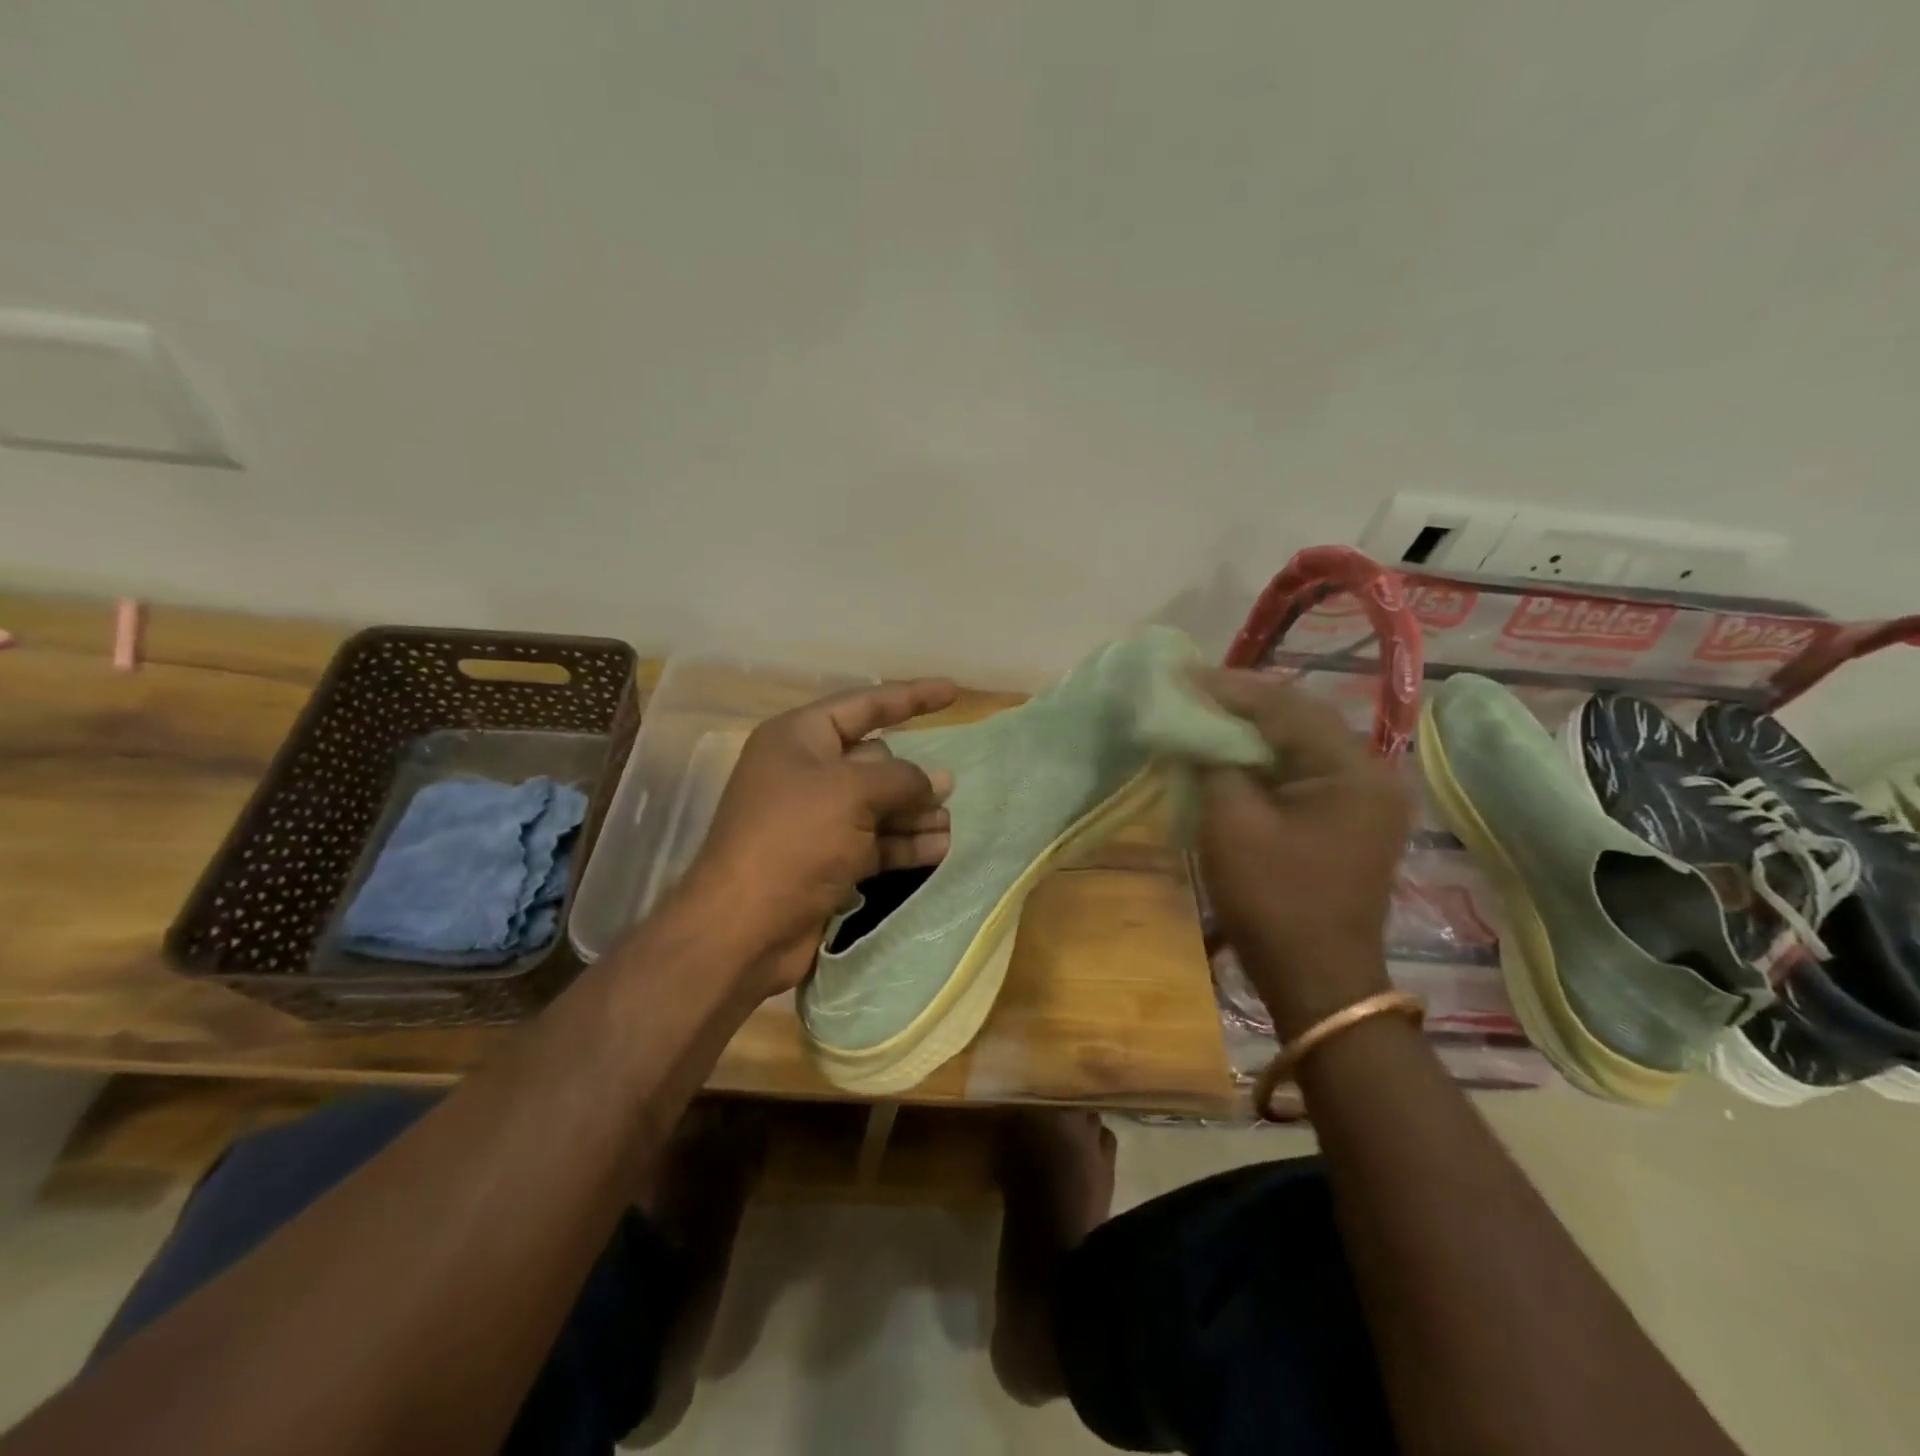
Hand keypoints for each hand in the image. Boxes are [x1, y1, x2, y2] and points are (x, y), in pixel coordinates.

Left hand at [678, 678, 958, 995]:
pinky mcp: (827, 860)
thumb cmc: (794, 839)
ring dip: (915, 813)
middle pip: (875, 760)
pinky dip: (905, 844)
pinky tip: (940, 849)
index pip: (864, 706)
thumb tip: (937, 781)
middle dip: (913, 775)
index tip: (953, 692)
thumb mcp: (852, 793)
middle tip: (950, 789)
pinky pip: (876, 841)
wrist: (743, 928)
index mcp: (799, 739)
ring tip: (951, 823)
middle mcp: (806, 773)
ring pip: (879, 805)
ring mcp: (817, 820)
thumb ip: (902, 779)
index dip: (910, 697)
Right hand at [1196, 670, 1409, 1037]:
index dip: (1228, 688)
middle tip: (1187, 692)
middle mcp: (1370, 772)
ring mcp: (1363, 797)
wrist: (1317, 981)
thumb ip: (1213, 762)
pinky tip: (1228, 754)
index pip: (1285, 705)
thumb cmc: (1274, 902)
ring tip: (1201, 715)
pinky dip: (1263, 758)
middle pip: (1297, 717)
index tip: (1179, 676)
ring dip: (1250, 729)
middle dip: (1239, 703)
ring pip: (1299, 742)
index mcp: (1352, 769)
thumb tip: (1193, 724)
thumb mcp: (1231, 825)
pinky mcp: (1349, 817)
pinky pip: (1301, 770)